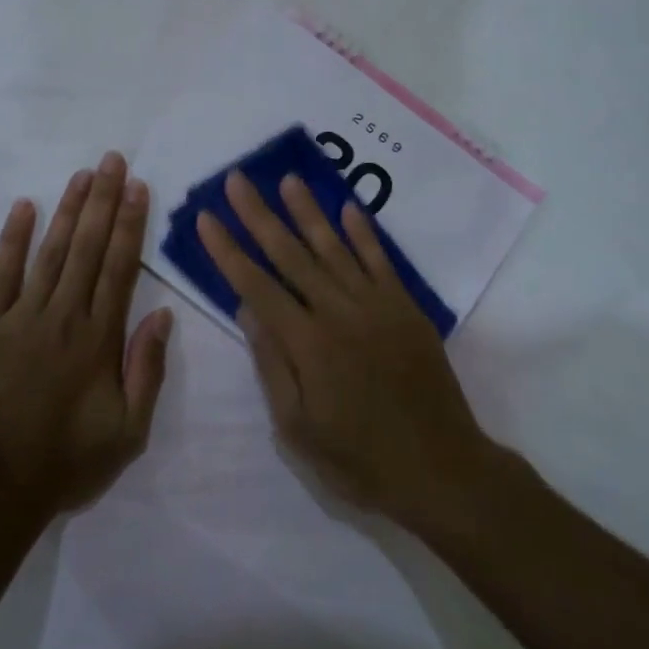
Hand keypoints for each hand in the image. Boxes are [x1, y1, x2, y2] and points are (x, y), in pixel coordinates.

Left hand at [0, 152, 173, 517]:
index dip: (131, 224)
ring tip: (83, 175)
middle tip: (113, 160)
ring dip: (69, 210)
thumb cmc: (66, 462)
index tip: (138, 188)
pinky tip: (24, 207)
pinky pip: (1, 273)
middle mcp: (63, 315)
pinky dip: (13, 238)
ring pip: (51, 251)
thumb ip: (147, 370)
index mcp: (100, 338)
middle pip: (88, 247)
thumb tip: (163, 316)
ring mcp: (20, 316)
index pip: (120, 267)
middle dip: (103, 200)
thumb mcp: (129, 432)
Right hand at [195, 171, 498, 533]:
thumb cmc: (359, 460)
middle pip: (291, 254)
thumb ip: (272, 364)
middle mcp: (339, 312)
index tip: (206, 217)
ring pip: (334, 247)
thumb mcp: (298, 428)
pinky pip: (380, 261)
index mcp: (307, 344)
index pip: (256, 285)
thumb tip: (246, 307)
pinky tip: (348, 208)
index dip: (228, 250)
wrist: (441, 469)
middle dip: (259, 215)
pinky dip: (363, 233)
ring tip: (287, 179)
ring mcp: (377, 305)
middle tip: (237, 180)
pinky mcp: (406, 308)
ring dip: (308, 211)